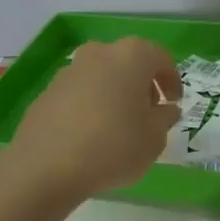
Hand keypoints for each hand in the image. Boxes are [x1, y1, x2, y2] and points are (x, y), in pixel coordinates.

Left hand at [5, 38, 181, 200]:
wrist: (45, 167)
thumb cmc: (113, 146)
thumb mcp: (154, 138)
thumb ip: (165, 119)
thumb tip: (166, 110)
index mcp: (132, 55)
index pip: (161, 59)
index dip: (172, 81)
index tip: (174, 103)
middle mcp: (100, 53)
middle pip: (130, 63)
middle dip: (142, 85)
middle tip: (149, 113)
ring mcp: (70, 70)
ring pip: (103, 76)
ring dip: (115, 94)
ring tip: (119, 126)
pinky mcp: (48, 91)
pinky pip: (81, 93)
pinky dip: (91, 105)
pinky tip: (92, 133)